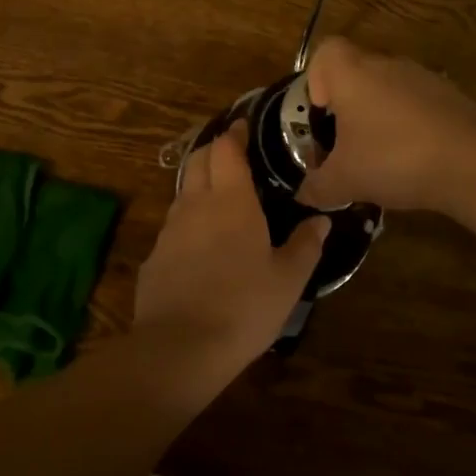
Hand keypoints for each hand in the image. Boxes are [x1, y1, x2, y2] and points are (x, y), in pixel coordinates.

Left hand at [132, 121, 328, 382]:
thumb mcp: (288, 280)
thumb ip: (306, 245)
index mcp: (231, 200)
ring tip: (221, 198)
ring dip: (200, 184)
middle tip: (235, 155)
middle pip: (198, 159)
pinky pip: (173, 226)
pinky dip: (189, 222)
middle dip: (214, 150)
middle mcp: (196, 204)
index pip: (227, 148)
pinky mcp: (154, 256)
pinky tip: (201, 245)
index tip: (245, 126)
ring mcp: (169, 230)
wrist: (179, 348)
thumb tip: (321, 220)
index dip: (235, 133)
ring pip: (184, 191)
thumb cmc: (244, 307)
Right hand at [295, 37, 475, 212]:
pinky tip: (416, 160)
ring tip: (383, 158)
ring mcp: (423, 77)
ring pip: (389, 89)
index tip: (323, 114)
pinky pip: (418, 105)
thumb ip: (317, 186)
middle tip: (347, 145)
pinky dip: (411, 125)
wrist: (472, 162)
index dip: (317, 79)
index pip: (325, 52)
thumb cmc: (394, 158)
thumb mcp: (344, 181)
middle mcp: (386, 64)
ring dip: (381, 117)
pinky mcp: (451, 96)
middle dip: (348, 108)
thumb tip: (304, 194)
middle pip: (357, 74)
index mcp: (353, 73)